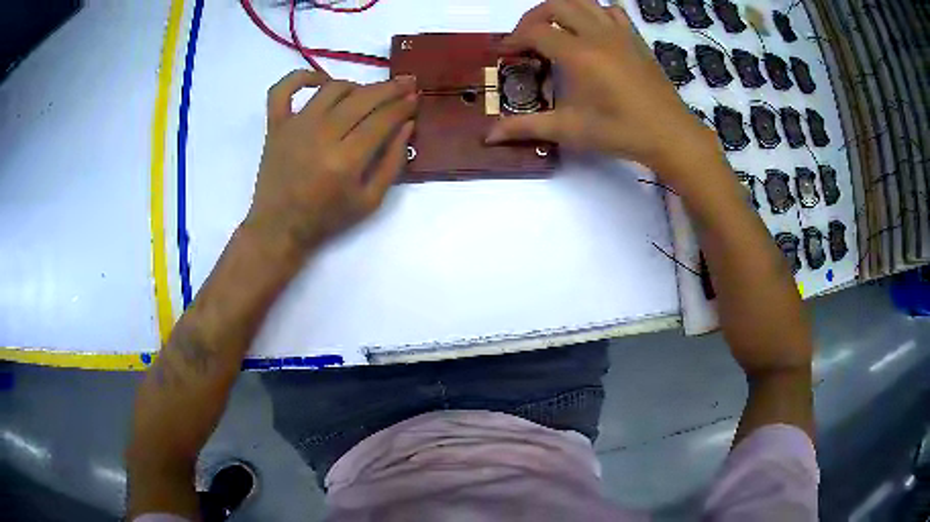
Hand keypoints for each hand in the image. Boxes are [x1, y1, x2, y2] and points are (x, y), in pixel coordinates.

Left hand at [245, 70, 416, 257]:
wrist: (279, 227)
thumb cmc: (326, 218)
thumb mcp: (370, 201)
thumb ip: (393, 162)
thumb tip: (407, 125)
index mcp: (346, 159)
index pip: (382, 119)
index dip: (402, 105)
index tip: (415, 97)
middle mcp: (321, 135)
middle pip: (362, 98)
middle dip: (389, 88)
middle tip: (406, 83)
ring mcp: (295, 126)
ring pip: (332, 88)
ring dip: (356, 86)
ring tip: (366, 94)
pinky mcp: (276, 125)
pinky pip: (284, 89)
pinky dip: (301, 77)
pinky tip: (320, 81)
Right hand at [487, 0, 717, 172]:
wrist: (670, 135)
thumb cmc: (620, 132)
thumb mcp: (570, 130)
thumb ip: (527, 127)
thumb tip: (489, 136)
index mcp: (578, 54)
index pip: (534, 32)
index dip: (513, 39)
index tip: (503, 53)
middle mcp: (597, 34)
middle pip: (555, 6)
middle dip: (532, 17)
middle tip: (525, 38)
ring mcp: (619, 33)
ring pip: (582, 1)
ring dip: (561, 10)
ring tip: (553, 29)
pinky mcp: (635, 38)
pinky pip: (610, 10)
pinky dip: (593, 12)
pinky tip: (589, 29)